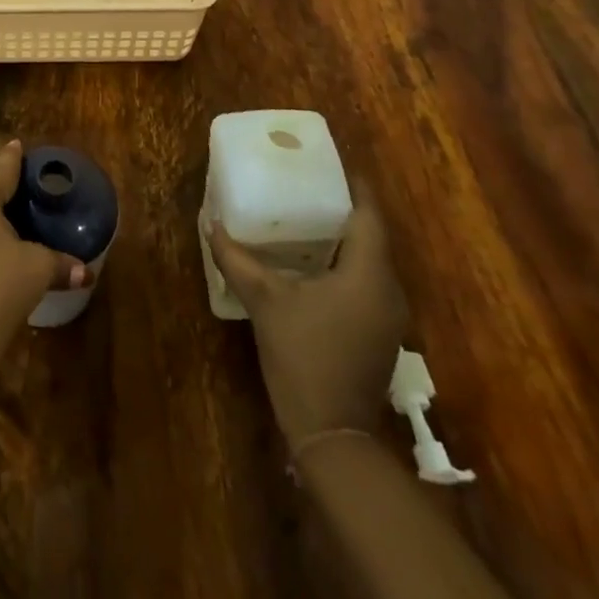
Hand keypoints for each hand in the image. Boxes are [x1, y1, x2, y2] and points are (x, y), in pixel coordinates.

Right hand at [209, 184, 407, 444]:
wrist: (332, 435)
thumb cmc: (304, 357)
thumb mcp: (265, 302)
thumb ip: (237, 259)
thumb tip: (211, 224)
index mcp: (368, 273)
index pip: (369, 215)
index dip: (353, 186)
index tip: (329, 163)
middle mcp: (387, 289)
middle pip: (371, 236)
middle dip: (343, 209)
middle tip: (307, 185)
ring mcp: (387, 315)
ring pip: (369, 261)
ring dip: (343, 239)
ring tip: (306, 216)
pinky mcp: (378, 333)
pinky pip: (366, 282)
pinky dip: (344, 264)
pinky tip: (313, 263)